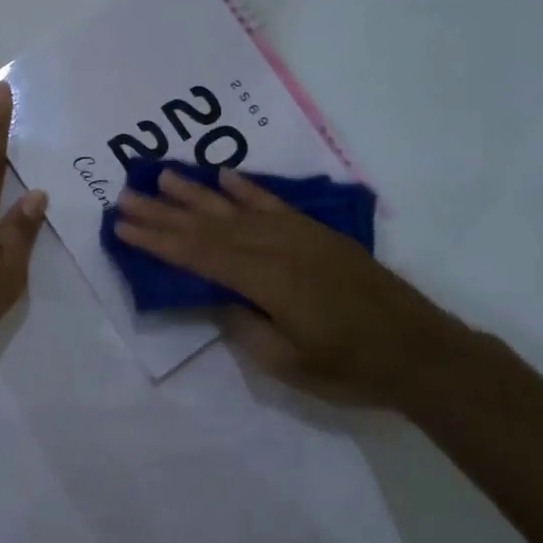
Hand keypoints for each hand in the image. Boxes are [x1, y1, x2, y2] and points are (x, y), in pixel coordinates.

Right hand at [113, 168, 480, 408]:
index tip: (122, 226)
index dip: (157, 240)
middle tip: (125, 196)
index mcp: (265, 279)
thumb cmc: (350, 366)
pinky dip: (245, 187)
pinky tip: (223, 175)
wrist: (419, 349)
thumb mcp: (287, 363)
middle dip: (163, 212)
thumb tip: (215, 297)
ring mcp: (297, 234)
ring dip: (195, 191)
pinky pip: (272, 202)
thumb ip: (244, 325)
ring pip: (234, 206)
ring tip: (160, 176)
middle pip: (208, 224)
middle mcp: (275, 246)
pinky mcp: (315, 232)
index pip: (198, 254)